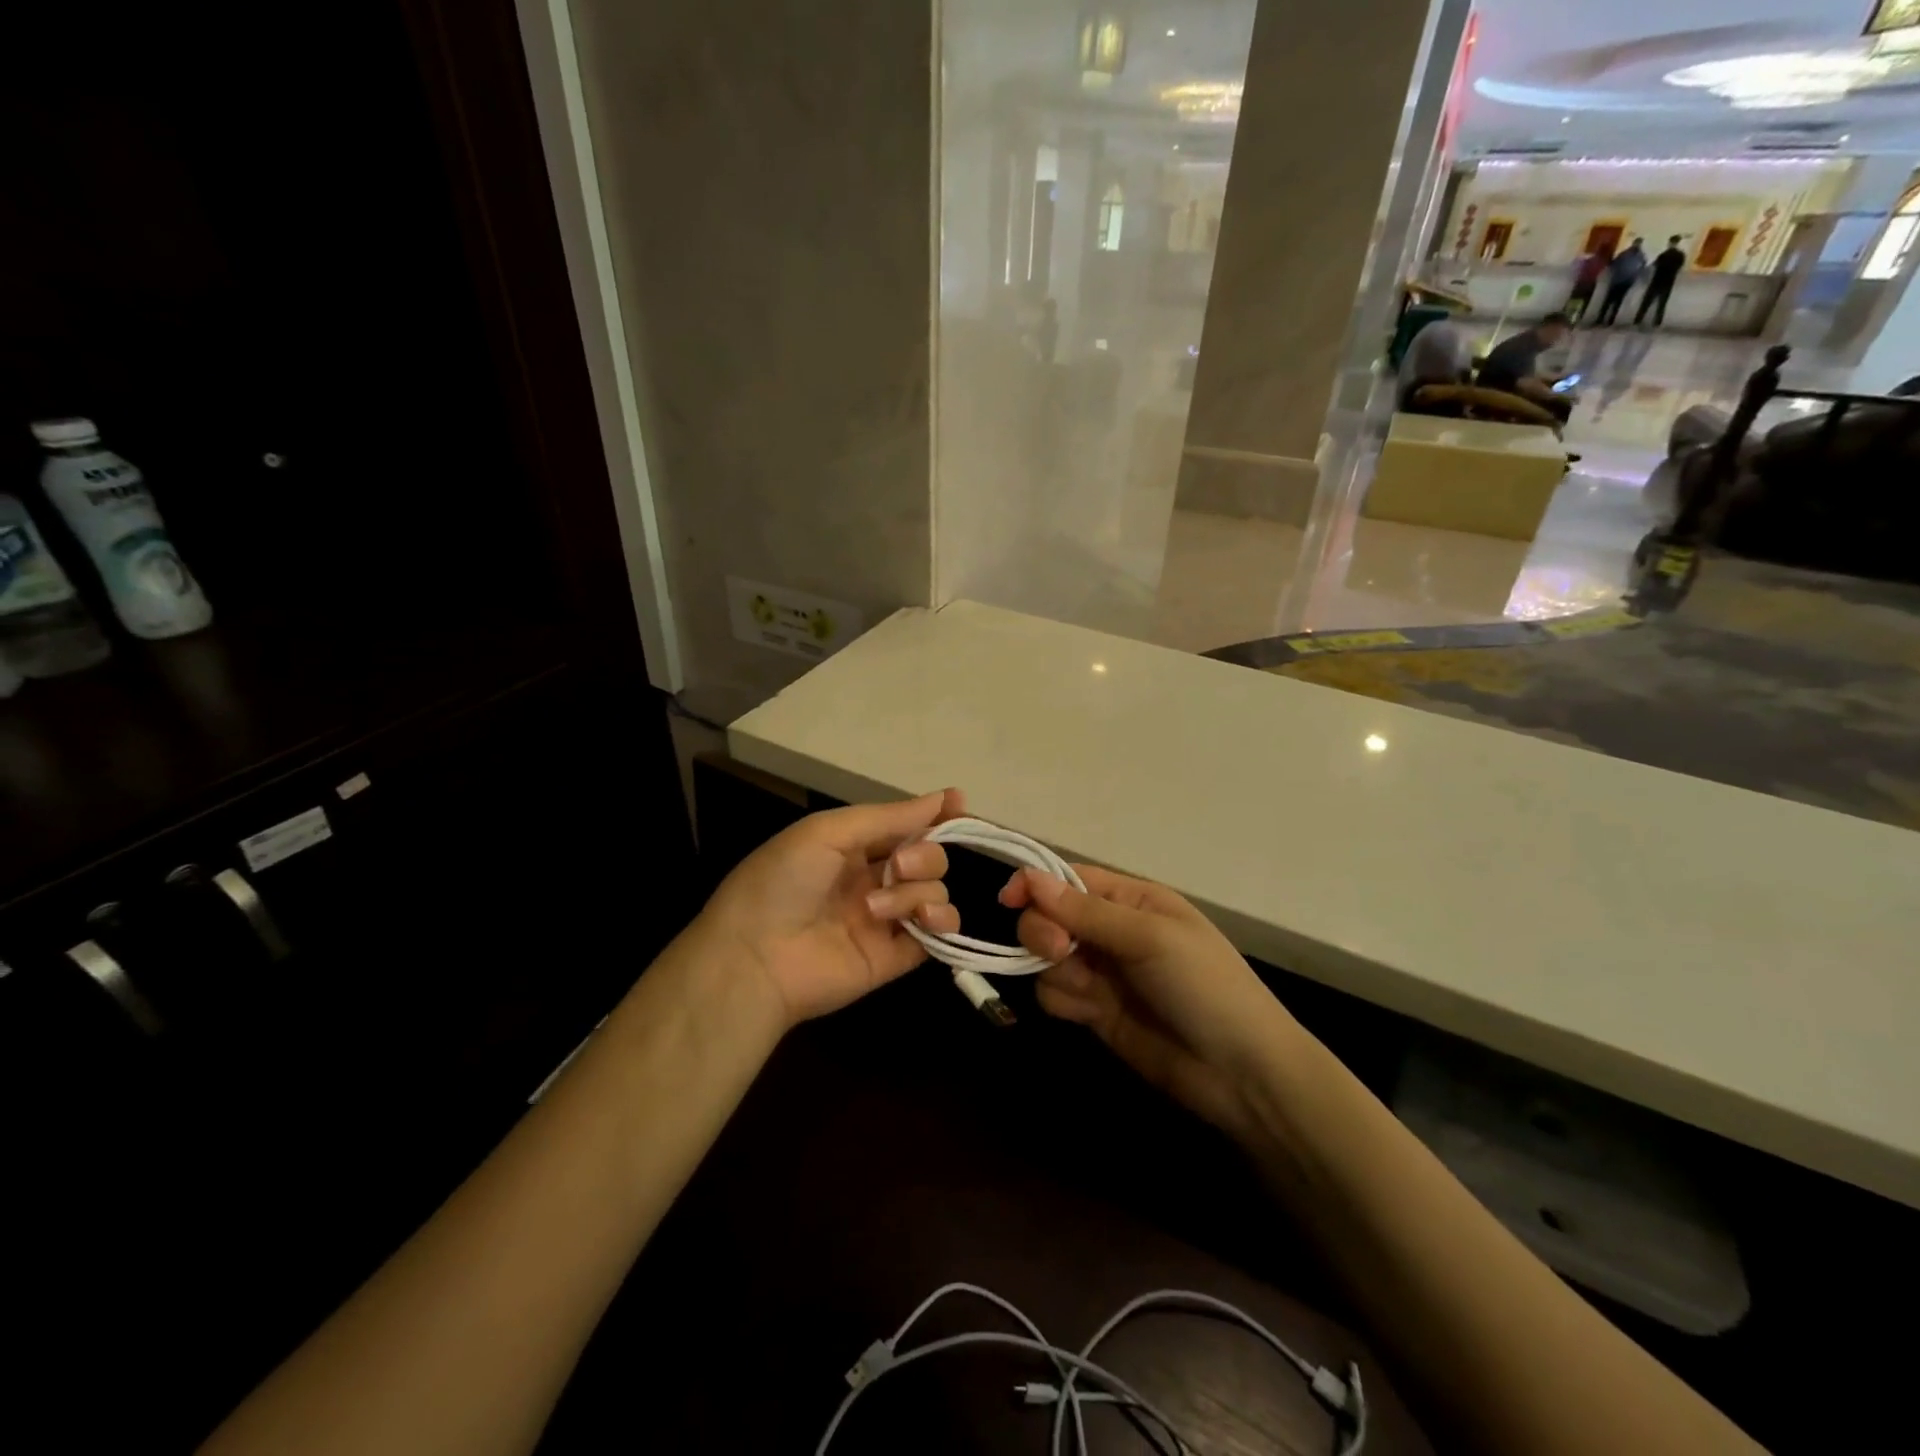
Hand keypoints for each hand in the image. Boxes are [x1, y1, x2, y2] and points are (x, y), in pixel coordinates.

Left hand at [698, 790, 964, 1027]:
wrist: (755, 957)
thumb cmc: (783, 881)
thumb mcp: (828, 832)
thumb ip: (889, 817)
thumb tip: (944, 797)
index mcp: (853, 846)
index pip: (906, 825)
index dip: (934, 815)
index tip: (959, 804)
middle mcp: (874, 878)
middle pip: (929, 857)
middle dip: (923, 855)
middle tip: (896, 866)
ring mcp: (886, 919)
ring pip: (935, 892)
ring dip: (918, 892)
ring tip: (879, 908)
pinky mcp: (895, 956)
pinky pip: (938, 934)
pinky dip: (942, 923)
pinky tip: (926, 921)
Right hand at [1001, 865, 1298, 1136]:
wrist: (1241, 1074)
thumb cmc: (1205, 987)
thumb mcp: (1150, 938)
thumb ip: (1087, 912)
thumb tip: (1030, 878)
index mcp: (1132, 899)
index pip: (1070, 879)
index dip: (1036, 884)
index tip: (1008, 900)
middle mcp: (1111, 930)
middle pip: (1049, 916)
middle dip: (1044, 932)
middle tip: (1060, 952)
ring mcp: (1103, 972)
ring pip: (1046, 958)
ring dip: (1055, 970)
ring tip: (1090, 992)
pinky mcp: (1096, 1011)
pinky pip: (1055, 994)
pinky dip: (1063, 1001)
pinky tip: (1089, 1014)